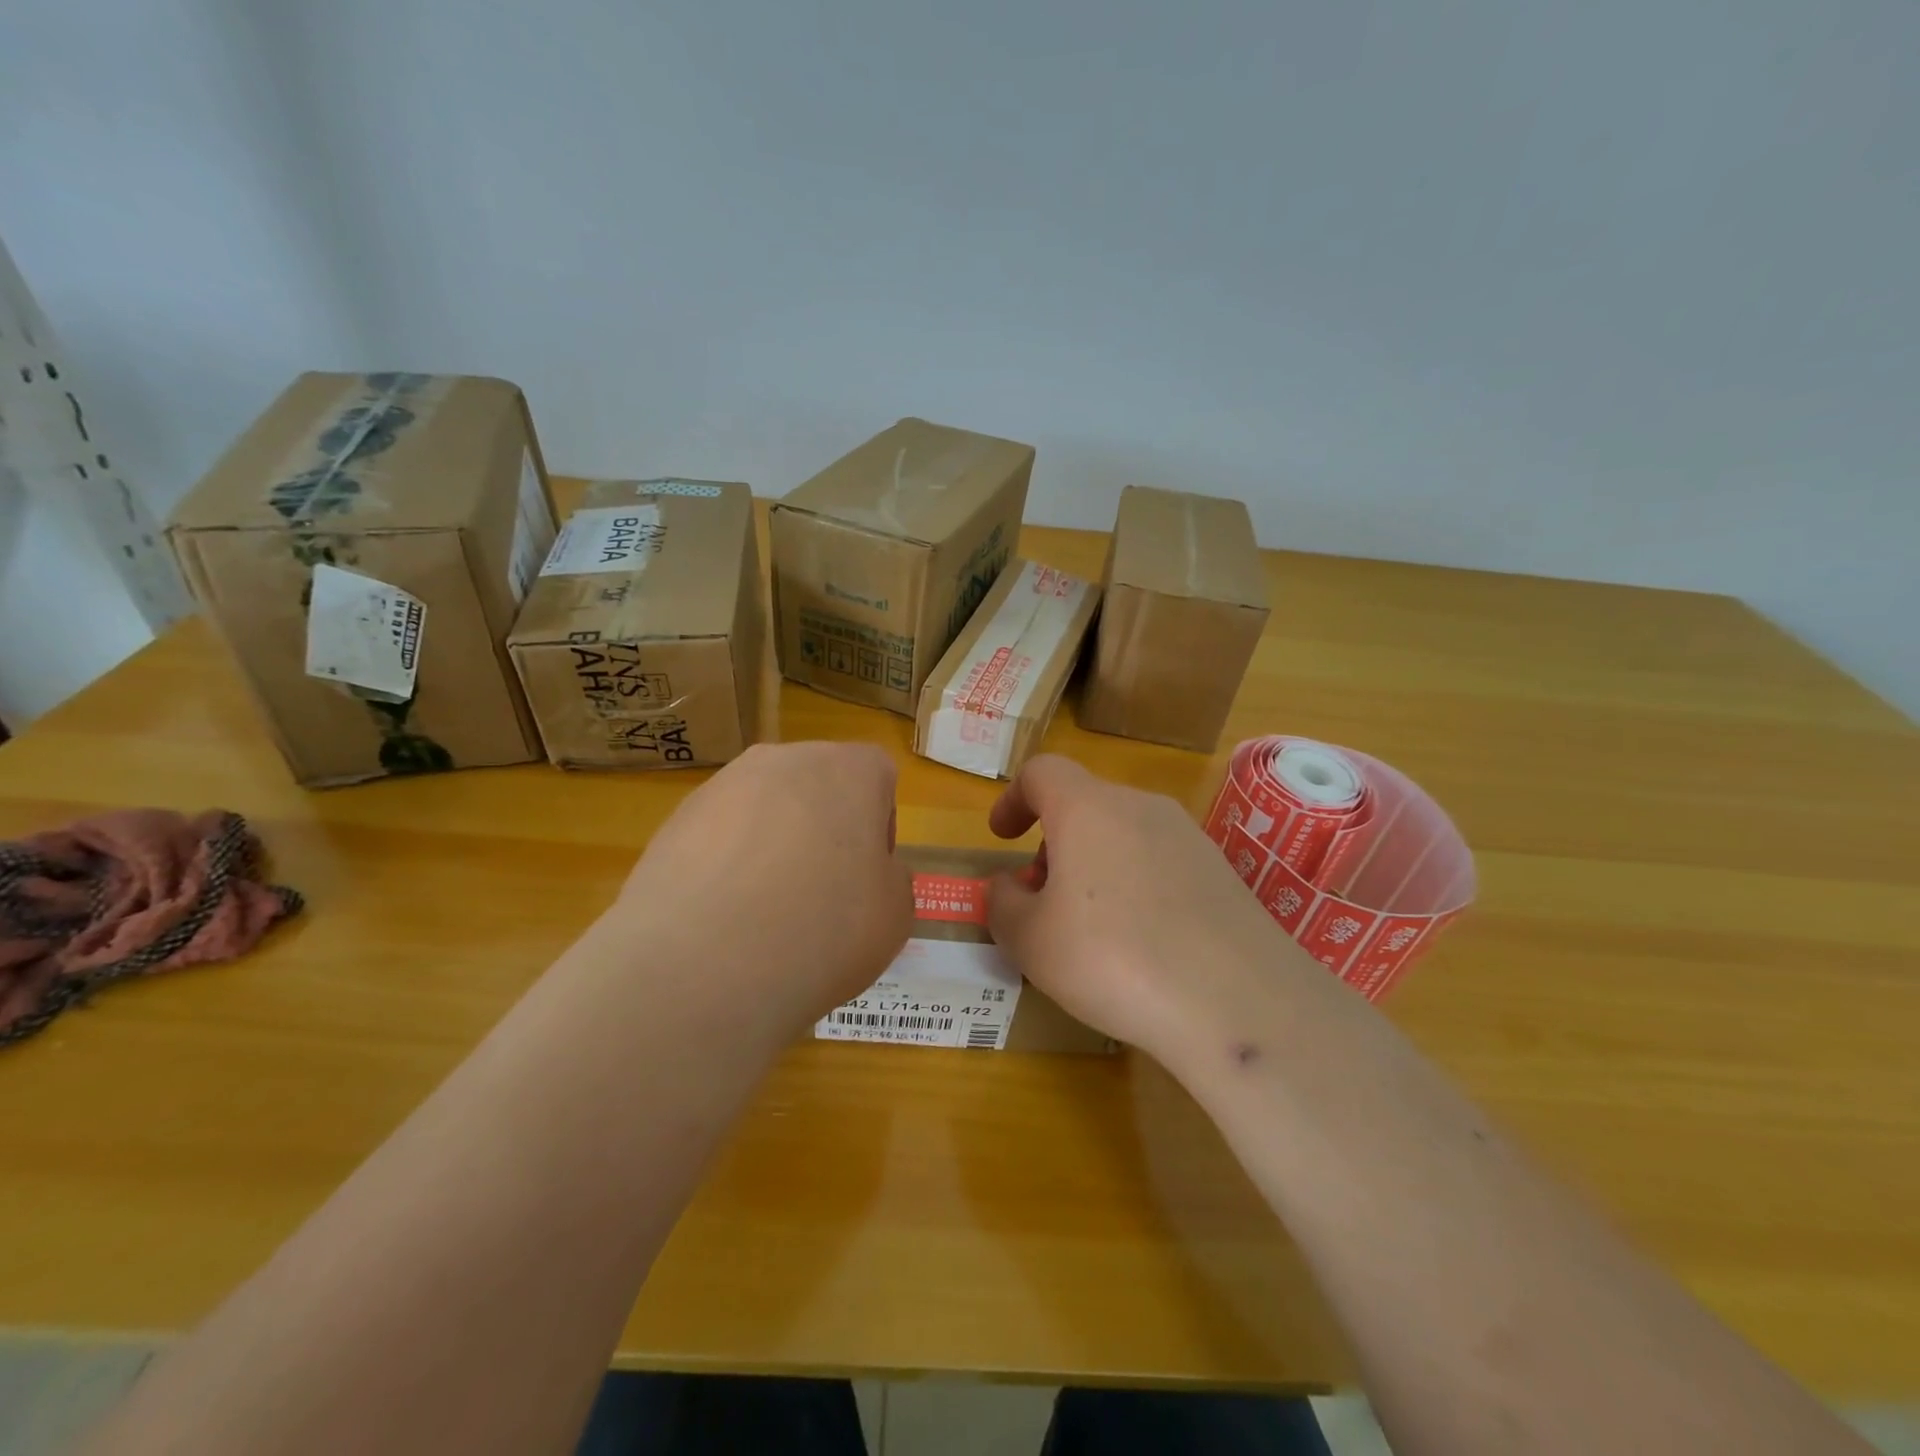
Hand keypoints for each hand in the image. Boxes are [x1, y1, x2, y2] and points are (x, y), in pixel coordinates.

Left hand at [608, 742, 912, 1043]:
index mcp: (849, 769)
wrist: (704, 964)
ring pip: (764, 807)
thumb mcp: (894, 916)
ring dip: (771, 844)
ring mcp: (723, 785)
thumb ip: (891, 879)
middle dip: (823, 829)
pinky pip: (718, 835)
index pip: (877, 775)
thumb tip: (869, 873)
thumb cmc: (824, 929)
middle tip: (821, 893)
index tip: (867, 876)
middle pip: (817, 785)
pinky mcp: (674, 819)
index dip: (878, 827)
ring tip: (763, 912)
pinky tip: (721, 918)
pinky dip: (725, 865)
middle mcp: (785, 760)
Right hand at [985, 755, 1315, 1060]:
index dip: (1014, 798)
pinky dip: (1135, 884)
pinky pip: (1160, 862)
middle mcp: (1140, 807)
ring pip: (1123, 833)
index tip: (1002, 837)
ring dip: (1094, 864)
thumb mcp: (1031, 941)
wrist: (1239, 1000)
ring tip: (1089, 927)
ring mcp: (1188, 836)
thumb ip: (1003, 905)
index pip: (1042, 772)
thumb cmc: (1114, 958)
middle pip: (1084, 805)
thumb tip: (1007, 888)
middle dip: (1053, 844)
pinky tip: (1142, 943)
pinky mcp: (1222, 871)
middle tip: (1042, 899)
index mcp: (1087, 808)